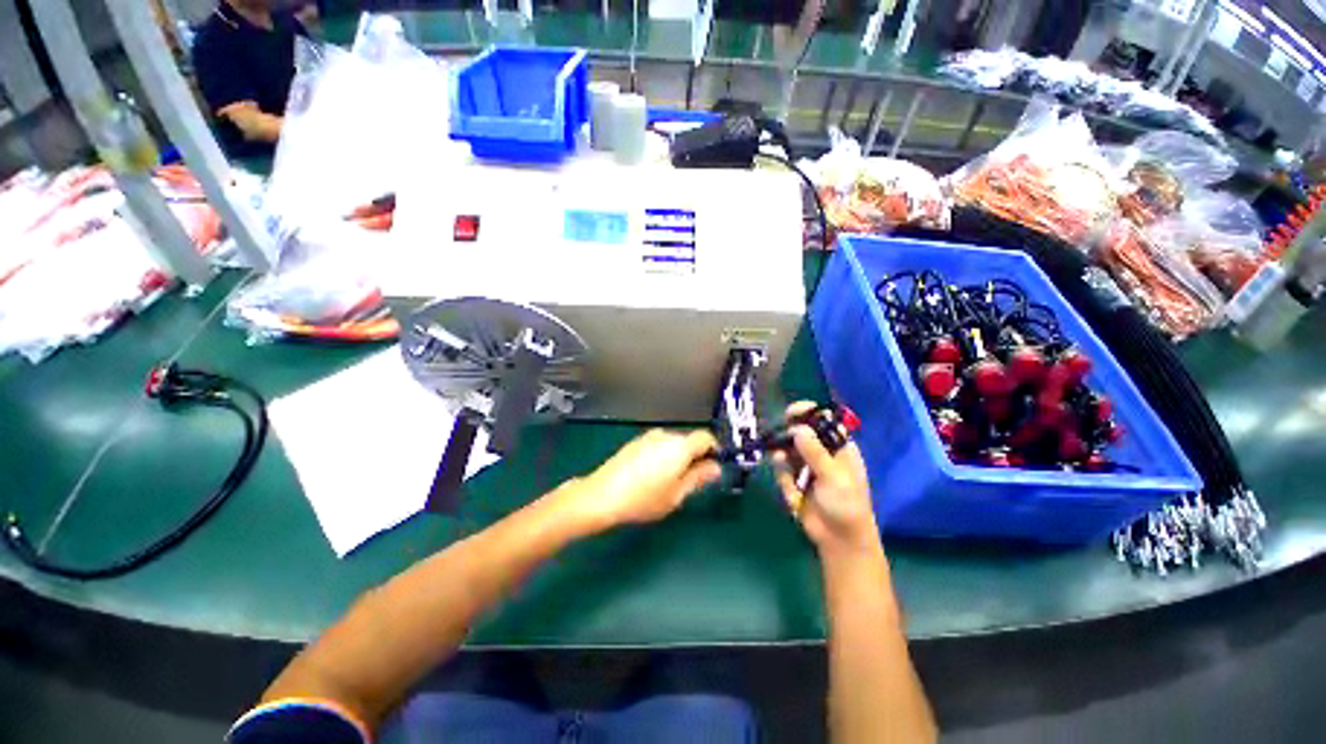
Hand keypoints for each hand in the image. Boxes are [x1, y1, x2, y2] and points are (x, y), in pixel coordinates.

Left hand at [570, 429, 721, 531]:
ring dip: (678, 456)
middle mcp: (665, 435)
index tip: (714, 467)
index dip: (714, 450)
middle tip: (692, 480)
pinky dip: (662, 456)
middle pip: (689, 440)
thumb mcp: (677, 494)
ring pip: (673, 443)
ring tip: (669, 481)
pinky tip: (652, 476)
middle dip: (695, 456)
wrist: (602, 496)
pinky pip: (658, 445)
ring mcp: (648, 437)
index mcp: (680, 445)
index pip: (706, 437)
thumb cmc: (643, 499)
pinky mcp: (635, 442)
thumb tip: (715, 467)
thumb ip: (698, 477)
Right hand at [773, 402, 880, 557]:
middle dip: (790, 432)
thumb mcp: (833, 476)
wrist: (839, 539)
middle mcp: (821, 452)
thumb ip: (814, 451)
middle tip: (779, 433)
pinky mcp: (793, 479)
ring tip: (779, 458)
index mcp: (839, 447)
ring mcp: (806, 466)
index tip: (794, 411)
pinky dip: (783, 475)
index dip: (810, 413)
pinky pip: (782, 469)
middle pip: (802, 432)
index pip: (823, 421)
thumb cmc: (846, 504)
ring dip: (782, 452)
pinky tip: (791, 489)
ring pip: (788, 448)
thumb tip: (797, 428)